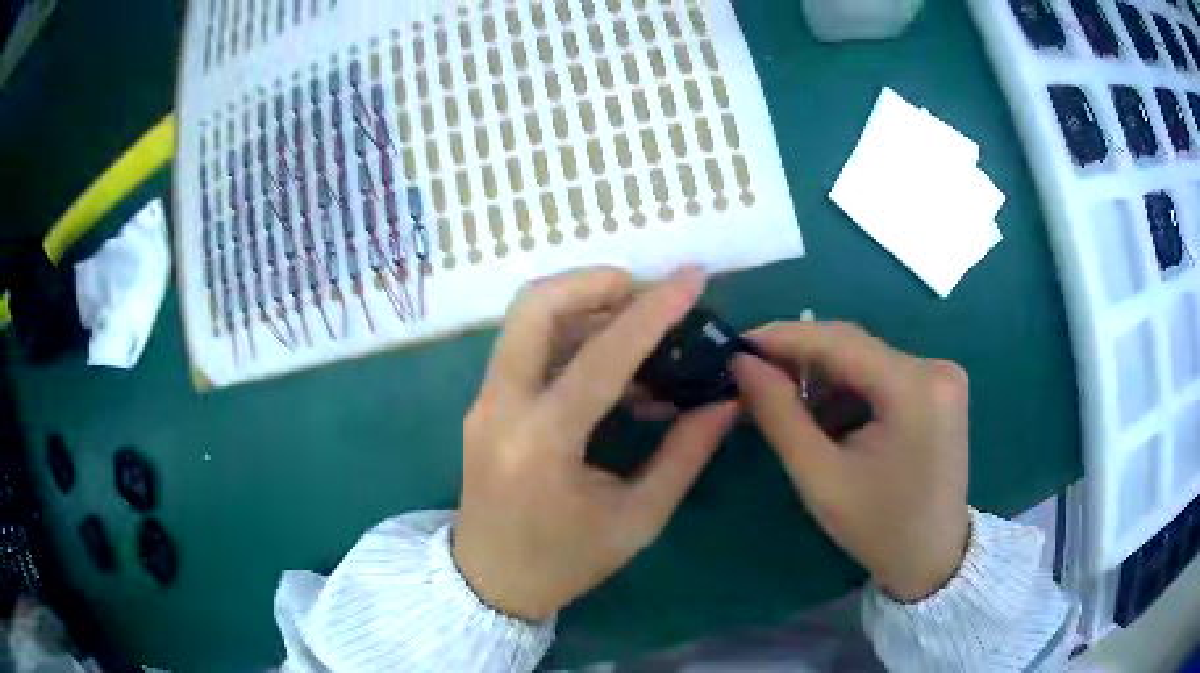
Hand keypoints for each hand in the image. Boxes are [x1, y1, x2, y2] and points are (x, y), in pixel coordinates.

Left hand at [454, 267, 738, 620]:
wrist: (489, 580)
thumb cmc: (565, 561)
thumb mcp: (637, 519)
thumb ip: (684, 455)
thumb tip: (726, 401)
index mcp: (540, 444)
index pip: (601, 358)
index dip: (652, 312)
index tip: (692, 278)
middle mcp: (500, 408)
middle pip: (534, 308)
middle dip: (593, 281)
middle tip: (646, 289)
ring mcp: (484, 401)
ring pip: (525, 320)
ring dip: (582, 303)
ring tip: (639, 321)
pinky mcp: (484, 403)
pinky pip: (525, 346)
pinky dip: (568, 332)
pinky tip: (611, 357)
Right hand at [730, 322, 969, 602]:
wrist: (933, 558)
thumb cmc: (877, 528)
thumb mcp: (820, 477)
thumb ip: (779, 414)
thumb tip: (742, 363)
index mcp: (914, 387)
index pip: (839, 341)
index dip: (783, 336)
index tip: (736, 344)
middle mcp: (935, 367)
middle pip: (854, 345)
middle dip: (800, 357)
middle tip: (751, 372)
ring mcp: (942, 376)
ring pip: (866, 358)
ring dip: (823, 375)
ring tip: (784, 399)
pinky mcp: (940, 389)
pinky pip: (883, 373)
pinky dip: (849, 388)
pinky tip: (826, 414)